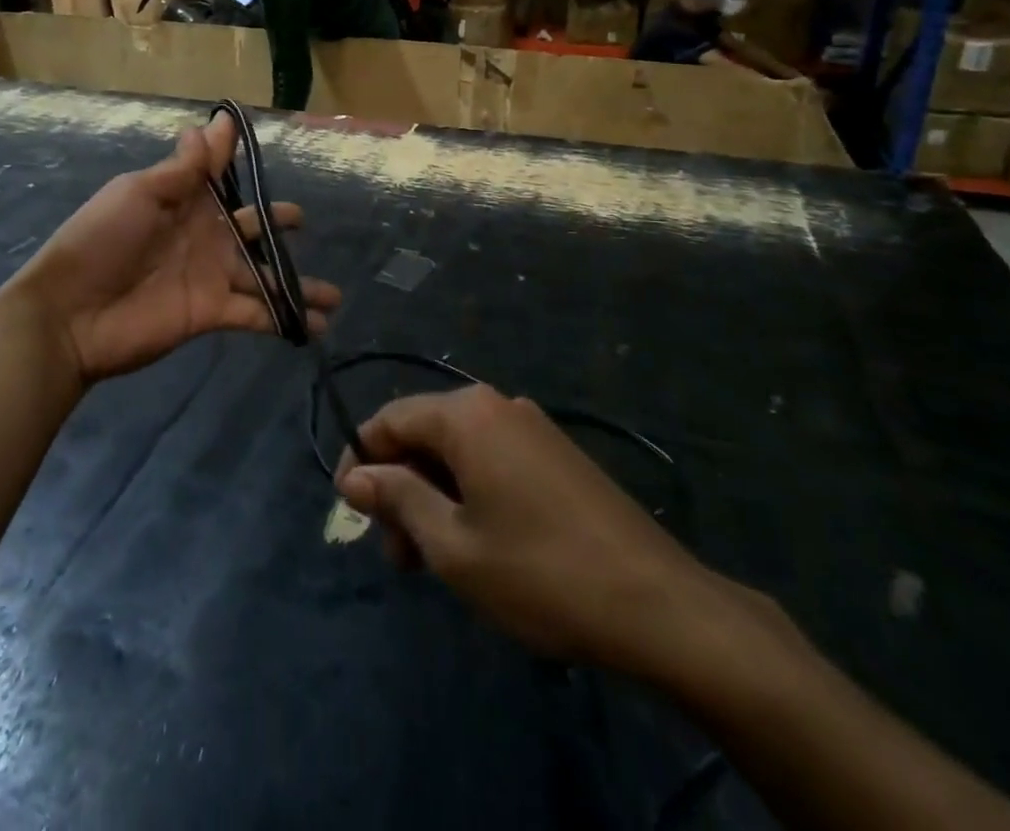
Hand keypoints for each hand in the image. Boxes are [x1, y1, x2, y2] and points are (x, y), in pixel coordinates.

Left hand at [13, 112, 340, 385]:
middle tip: (301, 220)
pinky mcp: (213, 313)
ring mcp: (211, 276)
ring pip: (264, 275)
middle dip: (275, 223)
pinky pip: (257, 314)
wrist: (70, 313)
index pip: (219, 178)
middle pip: (250, 228)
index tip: (265, 150)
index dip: (239, 164)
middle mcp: (204, 236)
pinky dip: (286, 319)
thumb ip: (184, 168)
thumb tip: (216, 122)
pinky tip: (318, 325)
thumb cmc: (101, 240)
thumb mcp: (140, 193)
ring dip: (297, 284)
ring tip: (335, 295)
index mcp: (184, 202)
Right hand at [336, 386, 747, 681]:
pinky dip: (469, 493)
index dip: (362, 460)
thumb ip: (398, 499)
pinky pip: (493, 460)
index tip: (351, 511)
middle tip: (398, 555)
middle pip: (425, 433)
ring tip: (434, 560)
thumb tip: (355, 476)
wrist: (658, 605)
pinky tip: (477, 543)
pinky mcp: (557, 454)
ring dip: (434, 496)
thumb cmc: (540, 573)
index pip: (390, 419)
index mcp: (467, 414)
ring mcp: (532, 427)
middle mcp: (497, 405)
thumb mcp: (453, 545)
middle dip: (401, 487)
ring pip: (459, 450)